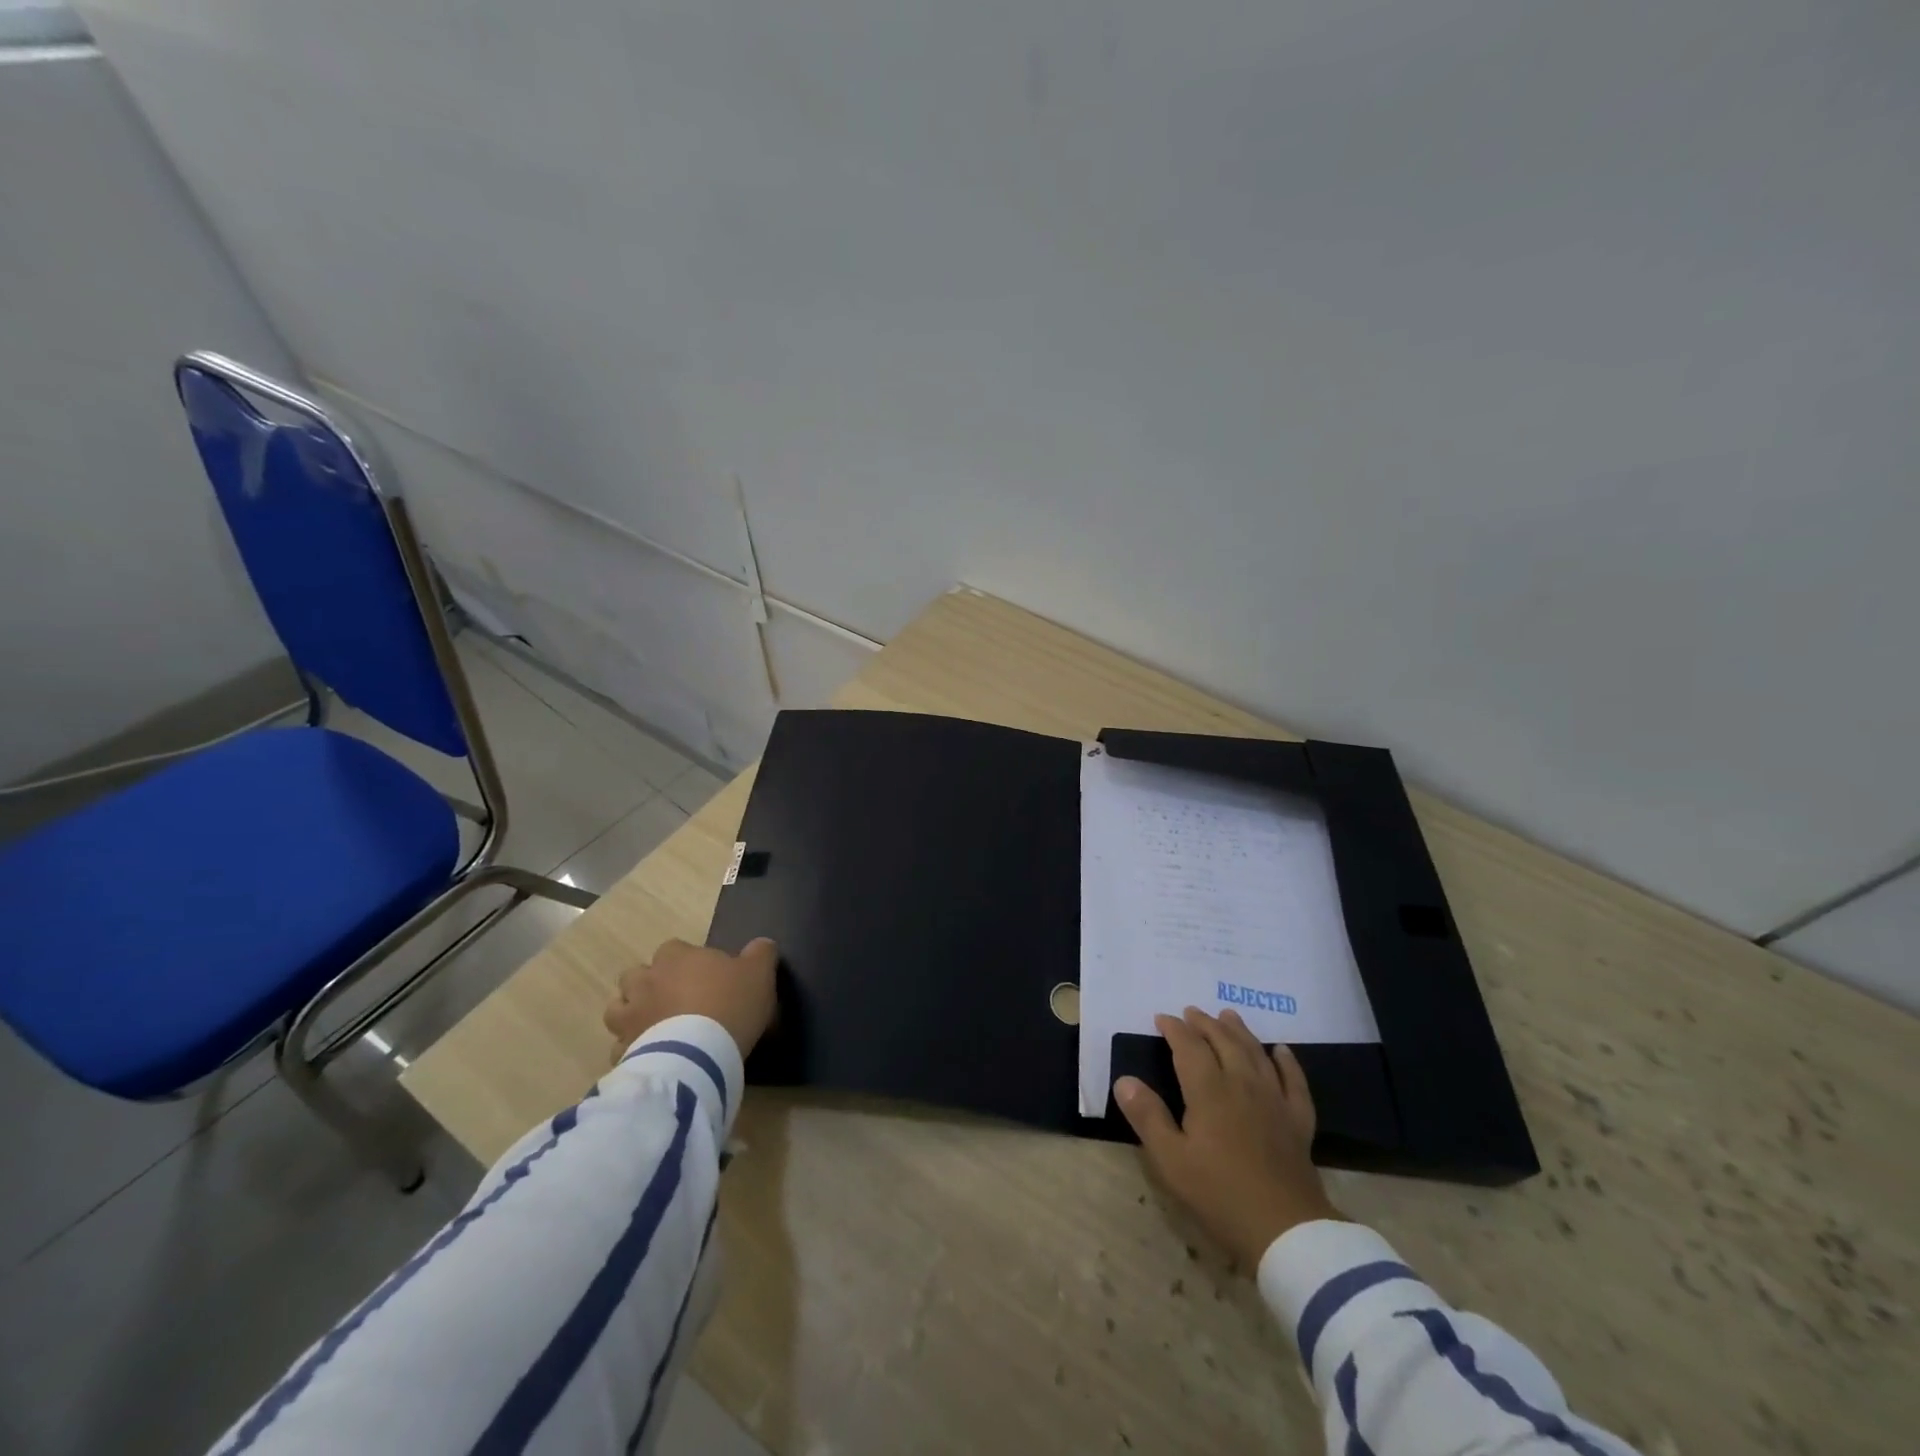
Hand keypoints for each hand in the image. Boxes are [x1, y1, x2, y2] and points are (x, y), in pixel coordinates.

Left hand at [602, 937, 779, 1060]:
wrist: (699, 1053)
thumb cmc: (730, 1003)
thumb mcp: (760, 973)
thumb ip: (761, 953)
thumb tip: (762, 944)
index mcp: (676, 956)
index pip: (673, 948)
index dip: (686, 961)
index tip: (703, 976)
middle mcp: (645, 980)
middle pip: (637, 975)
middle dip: (650, 984)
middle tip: (674, 1000)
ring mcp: (629, 1016)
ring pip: (618, 1008)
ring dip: (632, 1013)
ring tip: (653, 1026)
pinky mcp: (623, 1050)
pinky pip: (619, 1047)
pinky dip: (630, 1049)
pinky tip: (649, 1056)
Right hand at [1116, 1007, 1342, 1270]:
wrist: (1286, 1231)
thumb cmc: (1220, 1194)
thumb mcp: (1171, 1160)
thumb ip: (1147, 1116)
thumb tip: (1124, 1080)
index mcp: (1209, 1091)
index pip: (1189, 1047)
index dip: (1174, 1029)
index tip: (1161, 1018)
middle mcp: (1242, 1084)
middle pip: (1223, 1042)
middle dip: (1205, 1024)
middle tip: (1192, 1012)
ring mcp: (1274, 1101)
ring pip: (1255, 1053)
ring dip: (1240, 1031)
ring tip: (1228, 1015)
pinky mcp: (1298, 1122)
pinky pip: (1294, 1081)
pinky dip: (1287, 1062)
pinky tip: (1282, 1051)